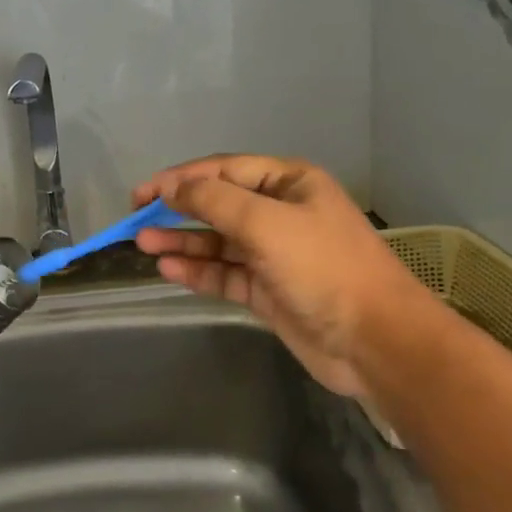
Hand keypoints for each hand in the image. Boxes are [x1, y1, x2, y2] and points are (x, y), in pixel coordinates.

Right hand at [133, 155, 433, 400]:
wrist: (375, 341)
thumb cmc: (323, 268)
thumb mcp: (266, 223)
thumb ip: (214, 200)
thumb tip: (171, 185)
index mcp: (289, 183)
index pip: (225, 170)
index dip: (182, 178)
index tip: (144, 193)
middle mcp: (280, 213)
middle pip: (218, 204)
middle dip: (178, 209)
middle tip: (137, 218)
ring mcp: (274, 254)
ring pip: (218, 241)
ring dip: (182, 240)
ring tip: (144, 244)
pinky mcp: (267, 290)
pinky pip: (224, 273)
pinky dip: (197, 270)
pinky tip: (169, 269)